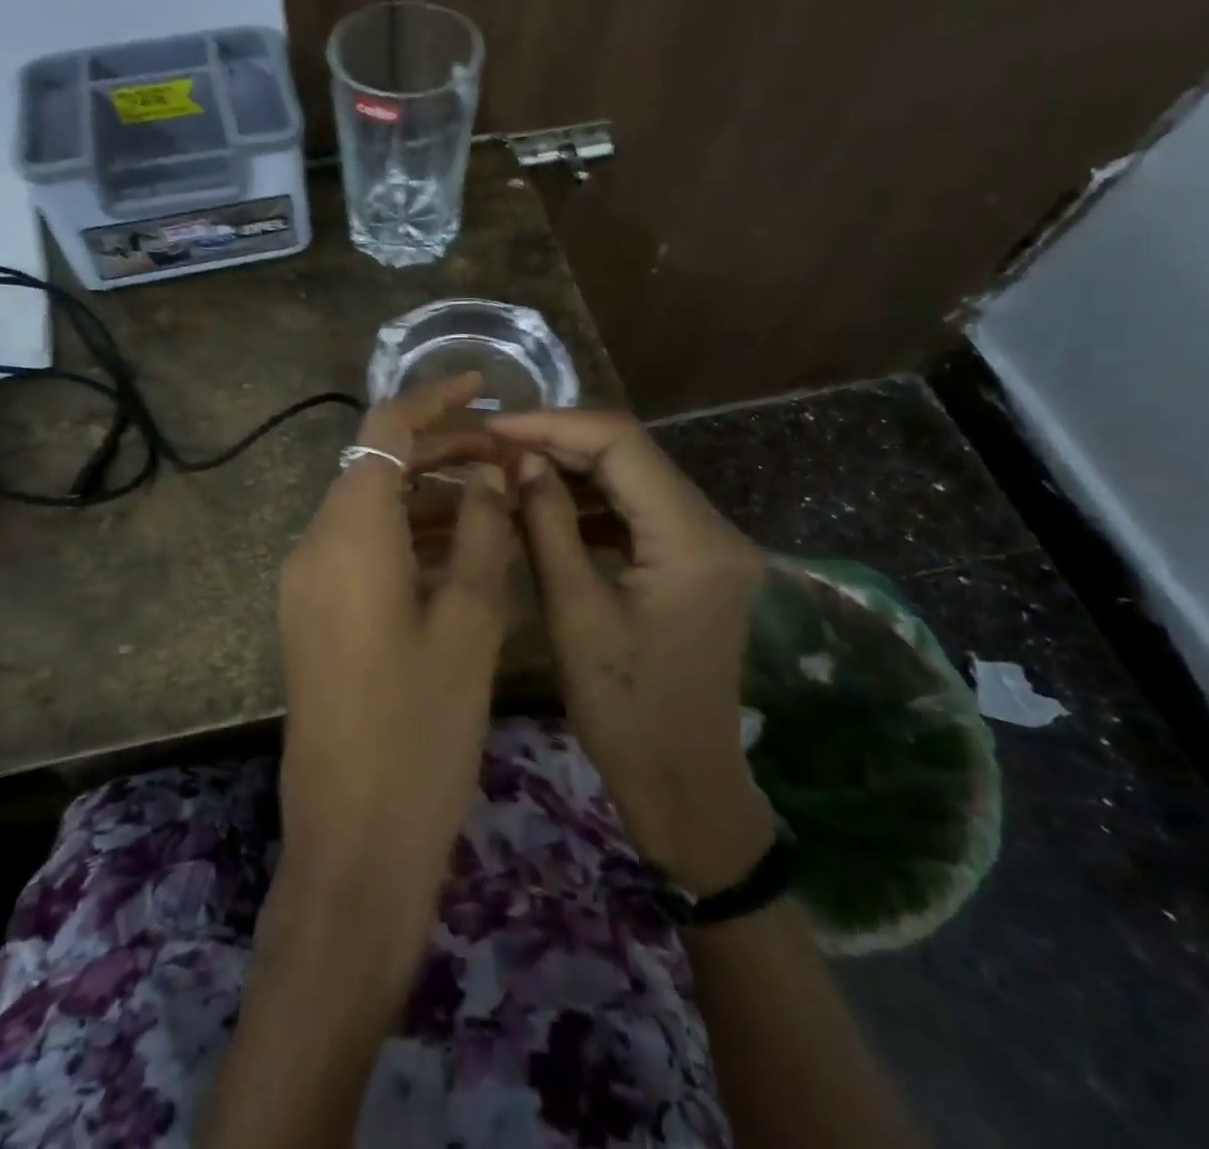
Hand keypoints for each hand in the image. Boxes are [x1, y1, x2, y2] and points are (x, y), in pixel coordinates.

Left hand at [277, 374, 516, 928]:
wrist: (354, 840)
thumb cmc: (422, 731)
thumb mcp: (469, 623)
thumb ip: (478, 533)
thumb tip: (489, 473)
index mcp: (348, 535)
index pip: (384, 430)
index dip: (433, 399)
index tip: (483, 386)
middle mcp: (313, 546)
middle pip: (374, 466)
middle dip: (439, 449)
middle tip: (507, 454)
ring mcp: (306, 583)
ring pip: (368, 509)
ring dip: (426, 495)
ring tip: (495, 498)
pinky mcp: (312, 616)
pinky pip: (359, 550)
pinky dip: (406, 536)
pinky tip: (458, 550)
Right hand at [487, 409, 775, 892]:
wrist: (683, 784)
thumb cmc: (624, 710)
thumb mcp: (574, 612)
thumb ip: (548, 524)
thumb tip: (521, 460)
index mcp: (692, 539)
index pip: (622, 444)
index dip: (553, 425)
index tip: (494, 427)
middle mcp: (714, 528)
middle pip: (632, 455)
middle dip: (560, 442)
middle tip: (494, 446)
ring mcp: (710, 545)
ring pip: (635, 479)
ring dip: (574, 470)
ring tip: (511, 469)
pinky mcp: (697, 563)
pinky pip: (641, 512)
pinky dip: (593, 503)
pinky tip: (548, 505)